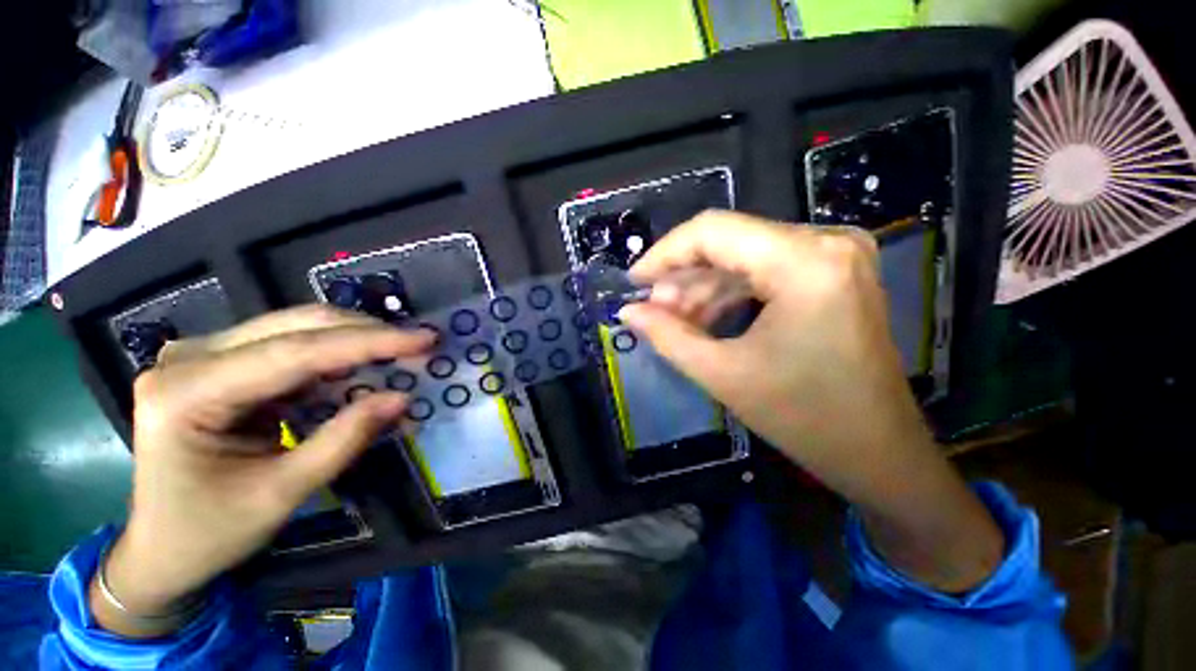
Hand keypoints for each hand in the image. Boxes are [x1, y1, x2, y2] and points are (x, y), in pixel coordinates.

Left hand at [92, 306, 434, 636]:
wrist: (159, 549)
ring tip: (400, 354)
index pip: (294, 352)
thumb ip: (345, 440)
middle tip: (419, 343)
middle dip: (365, 334)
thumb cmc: (209, 533)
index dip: (368, 342)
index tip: (424, 338)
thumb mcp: (283, 494)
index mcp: (186, 394)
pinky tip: (362, 370)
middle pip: (294, 327)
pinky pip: (290, 347)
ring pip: (295, 329)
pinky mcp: (220, 363)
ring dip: (353, 342)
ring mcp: (200, 356)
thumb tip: (402, 398)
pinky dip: (335, 357)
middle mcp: (188, 359)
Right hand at [620, 211, 1003, 591]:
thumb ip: (667, 336)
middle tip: (653, 311)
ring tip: (675, 321)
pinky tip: (705, 320)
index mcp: (805, 262)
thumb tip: (628, 311)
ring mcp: (833, 255)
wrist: (877, 451)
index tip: (633, 282)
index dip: (664, 253)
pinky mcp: (831, 272)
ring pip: (743, 256)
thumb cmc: (803, 418)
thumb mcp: (722, 374)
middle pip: (728, 241)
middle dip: (682, 276)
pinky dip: (729, 292)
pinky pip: (764, 270)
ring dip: (703, 287)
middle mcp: (826, 242)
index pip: (713, 231)